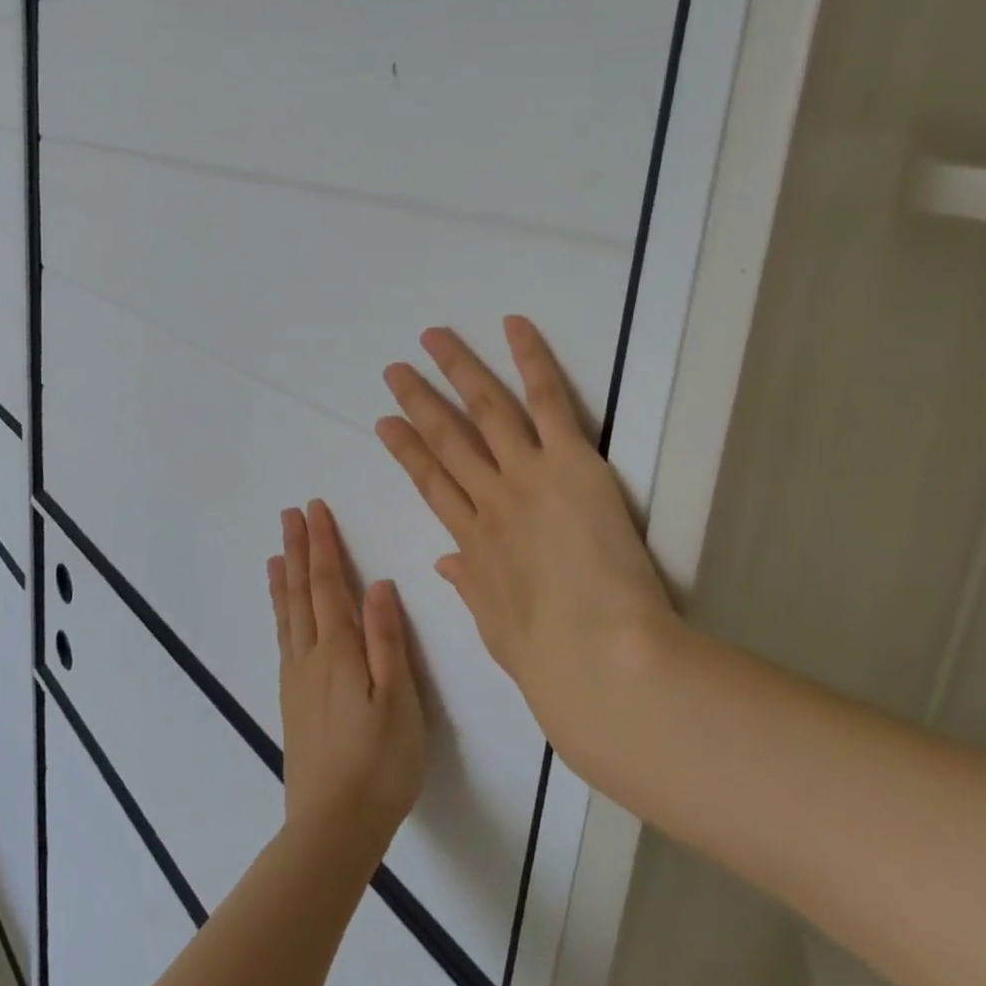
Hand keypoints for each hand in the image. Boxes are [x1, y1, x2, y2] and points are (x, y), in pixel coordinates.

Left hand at [269, 500, 426, 867]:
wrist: (332, 829)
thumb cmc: (379, 763)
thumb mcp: (398, 701)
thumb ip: (387, 640)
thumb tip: (377, 584)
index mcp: (339, 650)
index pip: (328, 584)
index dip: (322, 545)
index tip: (314, 509)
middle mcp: (311, 656)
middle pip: (300, 592)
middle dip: (297, 550)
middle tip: (288, 514)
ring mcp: (297, 679)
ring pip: (287, 614)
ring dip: (283, 578)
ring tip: (276, 553)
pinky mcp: (293, 701)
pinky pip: (284, 639)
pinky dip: (280, 613)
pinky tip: (282, 615)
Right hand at [375, 317, 683, 794]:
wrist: (599, 660)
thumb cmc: (551, 659)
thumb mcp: (497, 628)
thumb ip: (470, 587)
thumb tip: (445, 564)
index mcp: (472, 543)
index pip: (430, 484)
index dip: (406, 451)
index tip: (385, 425)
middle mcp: (490, 500)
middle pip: (446, 440)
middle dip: (418, 402)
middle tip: (396, 370)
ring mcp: (526, 475)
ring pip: (485, 409)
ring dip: (457, 369)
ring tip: (433, 338)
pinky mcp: (570, 462)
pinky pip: (547, 400)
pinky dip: (530, 359)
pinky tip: (513, 325)